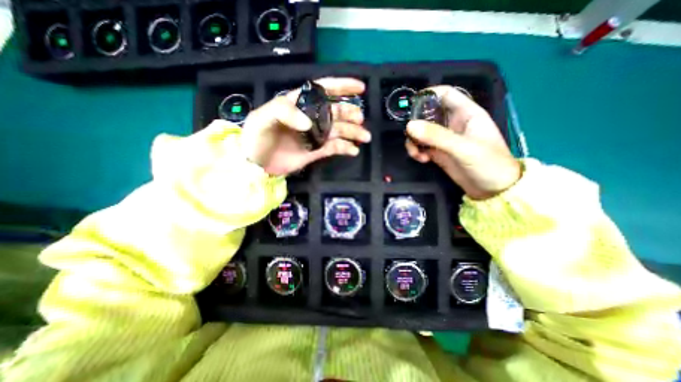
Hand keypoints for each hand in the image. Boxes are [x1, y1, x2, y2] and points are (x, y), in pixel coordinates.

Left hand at [240, 79, 371, 176]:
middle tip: (359, 119)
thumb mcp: (262, 117)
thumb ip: (284, 112)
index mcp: (299, 104)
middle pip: (336, 112)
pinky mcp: (317, 151)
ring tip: (364, 136)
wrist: (255, 165)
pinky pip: (335, 148)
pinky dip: (346, 148)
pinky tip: (353, 150)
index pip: (323, 90)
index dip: (342, 86)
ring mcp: (315, 136)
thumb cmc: (256, 137)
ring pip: (339, 130)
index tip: (359, 87)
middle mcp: (311, 118)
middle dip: (350, 113)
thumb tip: (309, 124)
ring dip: (353, 132)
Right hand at [403, 85, 521, 198]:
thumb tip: (409, 126)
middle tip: (410, 135)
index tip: (411, 105)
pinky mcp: (438, 152)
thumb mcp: (463, 148)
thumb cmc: (488, 164)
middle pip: (427, 114)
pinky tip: (421, 159)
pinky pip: (421, 146)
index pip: (445, 94)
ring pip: (421, 132)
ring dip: (414, 140)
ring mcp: (444, 139)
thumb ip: (436, 136)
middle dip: (416, 124)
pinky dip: (417, 151)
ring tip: (416, 153)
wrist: (493, 190)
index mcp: (466, 113)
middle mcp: (453, 123)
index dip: (428, 95)